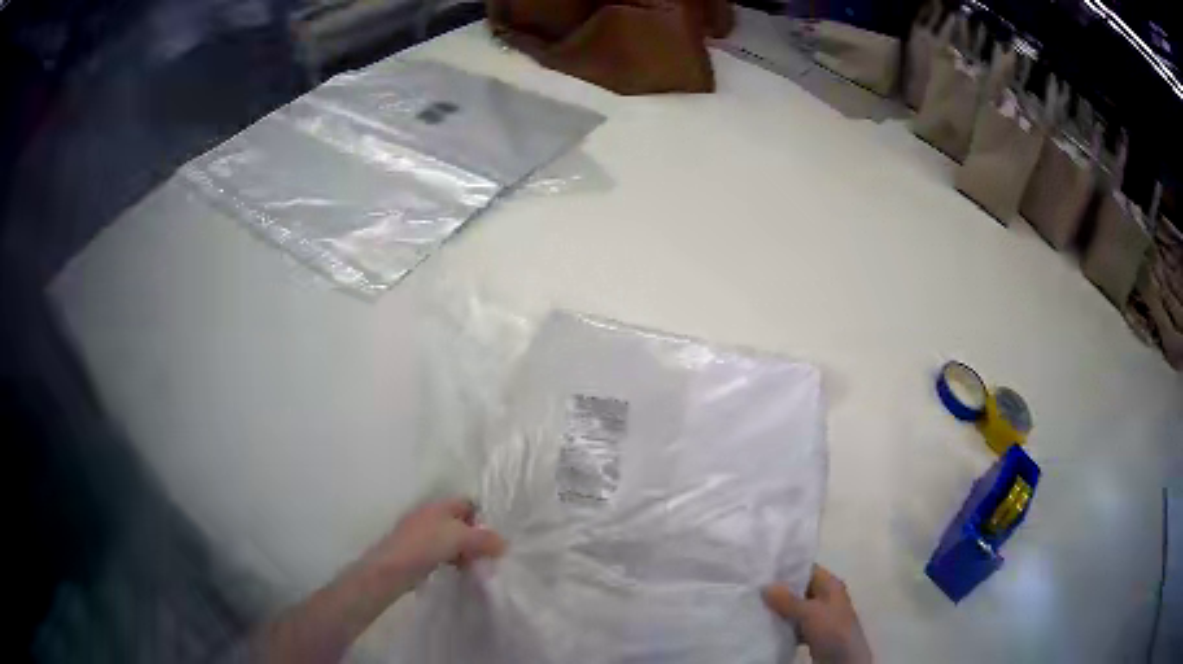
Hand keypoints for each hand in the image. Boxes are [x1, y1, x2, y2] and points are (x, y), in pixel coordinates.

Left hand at [365, 498, 506, 586]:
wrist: (393, 567)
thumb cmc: (426, 545)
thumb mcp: (460, 538)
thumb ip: (484, 539)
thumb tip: (504, 543)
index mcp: (439, 505)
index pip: (468, 503)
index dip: (483, 517)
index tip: (495, 536)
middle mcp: (431, 516)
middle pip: (461, 523)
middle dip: (476, 537)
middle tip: (489, 554)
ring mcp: (423, 534)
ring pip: (453, 539)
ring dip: (466, 551)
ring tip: (476, 565)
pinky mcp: (418, 552)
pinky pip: (444, 553)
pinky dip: (454, 560)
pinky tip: (460, 571)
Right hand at [763, 565, 871, 663]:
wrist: (844, 660)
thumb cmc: (832, 628)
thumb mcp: (810, 612)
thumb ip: (788, 600)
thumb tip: (766, 585)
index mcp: (830, 585)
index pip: (807, 569)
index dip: (787, 569)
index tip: (762, 570)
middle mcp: (826, 597)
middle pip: (799, 589)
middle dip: (779, 591)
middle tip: (753, 589)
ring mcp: (820, 616)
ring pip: (795, 608)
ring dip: (779, 610)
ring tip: (754, 606)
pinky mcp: (813, 632)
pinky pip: (794, 625)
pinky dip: (782, 626)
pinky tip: (765, 626)